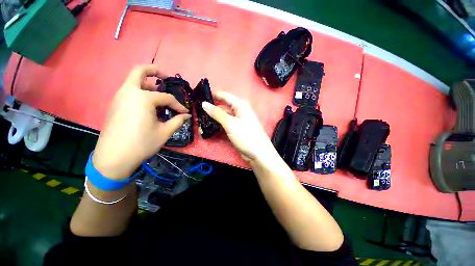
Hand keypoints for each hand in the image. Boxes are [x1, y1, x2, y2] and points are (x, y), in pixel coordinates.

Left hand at [93, 65, 190, 179]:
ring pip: (133, 82)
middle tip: (166, 77)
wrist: (113, 157)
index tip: (185, 113)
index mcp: (142, 98)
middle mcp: (129, 92)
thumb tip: (187, 116)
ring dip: (148, 85)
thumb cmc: (142, 143)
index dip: (178, 105)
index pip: (166, 97)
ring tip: (159, 96)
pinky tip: (149, 106)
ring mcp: (119, 98)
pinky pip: (130, 92)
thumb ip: (178, 121)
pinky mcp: (115, 105)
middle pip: (139, 71)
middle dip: (154, 71)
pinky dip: (141, 93)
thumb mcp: (164, 132)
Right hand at [202, 91, 276, 162]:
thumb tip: (204, 104)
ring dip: (213, 117)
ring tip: (199, 117)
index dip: (213, 95)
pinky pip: (225, 124)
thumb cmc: (246, 135)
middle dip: (211, 107)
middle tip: (196, 109)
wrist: (258, 153)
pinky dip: (217, 124)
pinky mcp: (235, 129)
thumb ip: (217, 113)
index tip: (199, 96)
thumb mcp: (231, 123)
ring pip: (223, 116)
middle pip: (223, 106)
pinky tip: (208, 125)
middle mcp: (239, 111)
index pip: (224, 96)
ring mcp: (237, 121)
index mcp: (240, 105)